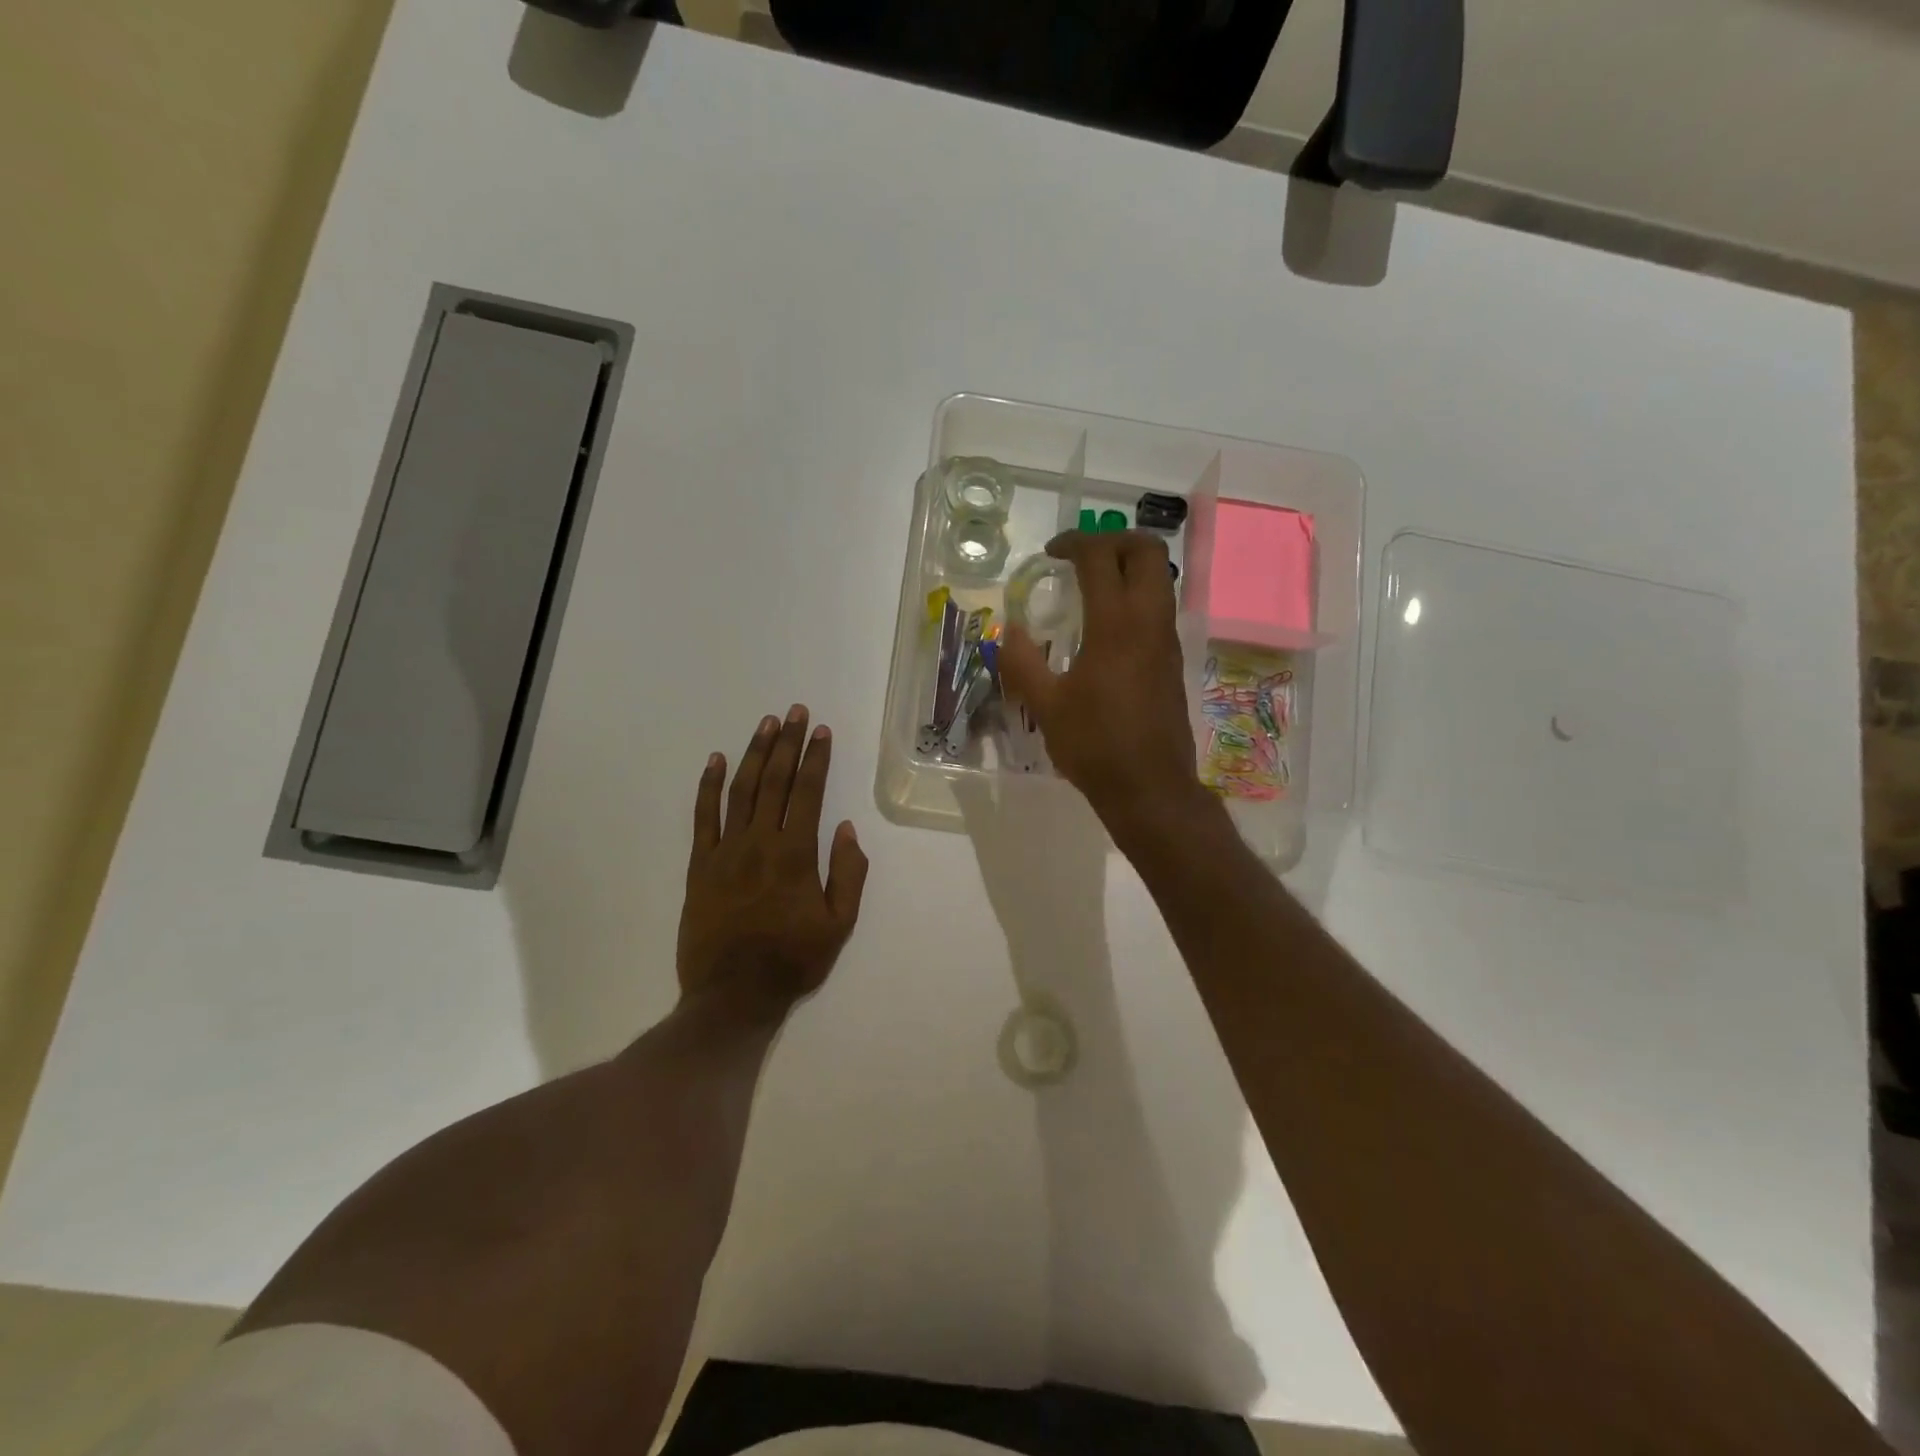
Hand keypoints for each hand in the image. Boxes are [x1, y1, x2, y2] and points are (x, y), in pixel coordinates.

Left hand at [678, 705, 869, 1024]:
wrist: (732, 995)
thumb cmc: (793, 960)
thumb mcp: (839, 924)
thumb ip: (848, 874)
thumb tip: (847, 829)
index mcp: (796, 854)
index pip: (809, 793)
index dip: (816, 759)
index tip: (822, 731)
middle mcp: (760, 842)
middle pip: (775, 781)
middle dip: (788, 743)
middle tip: (796, 712)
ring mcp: (725, 851)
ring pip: (740, 790)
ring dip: (754, 754)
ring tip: (766, 725)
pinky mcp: (699, 865)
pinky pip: (702, 817)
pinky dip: (708, 786)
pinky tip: (715, 760)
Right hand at [998, 530, 1213, 836]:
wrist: (1150, 787)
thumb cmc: (1095, 745)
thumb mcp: (1045, 706)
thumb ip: (1022, 662)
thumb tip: (1008, 631)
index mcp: (1115, 625)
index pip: (1100, 557)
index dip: (1074, 542)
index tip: (1051, 553)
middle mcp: (1149, 621)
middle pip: (1146, 551)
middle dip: (1113, 539)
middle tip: (1080, 555)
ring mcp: (1166, 640)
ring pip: (1159, 577)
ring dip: (1128, 566)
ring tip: (1091, 585)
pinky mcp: (1172, 660)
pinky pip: (1159, 607)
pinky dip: (1136, 595)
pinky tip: (1106, 626)